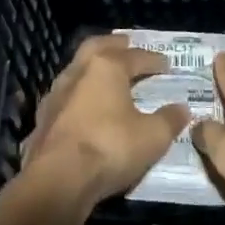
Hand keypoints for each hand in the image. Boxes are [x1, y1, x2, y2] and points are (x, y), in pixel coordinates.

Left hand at [20, 34, 190, 209]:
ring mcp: (55, 96)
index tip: (166, 64)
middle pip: (96, 47)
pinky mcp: (42, 120)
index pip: (134, 56)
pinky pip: (65, 98)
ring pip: (76, 71)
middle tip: (127, 43)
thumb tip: (182, 109)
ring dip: (92, 70)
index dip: (153, 60)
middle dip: (113, 45)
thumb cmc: (109, 148)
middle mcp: (77, 73)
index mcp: (106, 68)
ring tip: (106, 77)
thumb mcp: (153, 137)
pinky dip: (79, 96)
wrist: (57, 180)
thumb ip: (169, 120)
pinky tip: (84, 108)